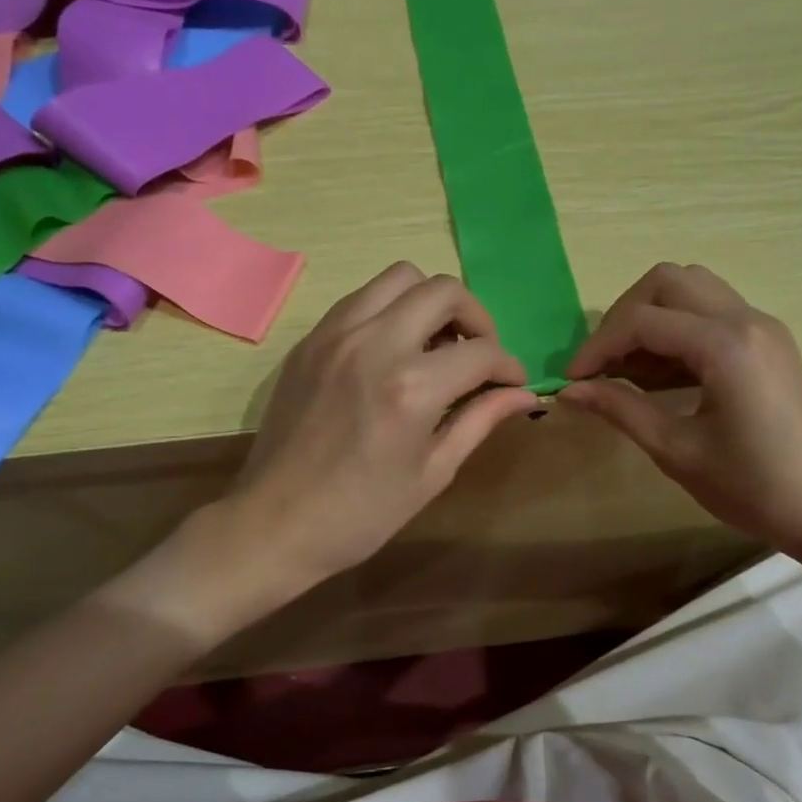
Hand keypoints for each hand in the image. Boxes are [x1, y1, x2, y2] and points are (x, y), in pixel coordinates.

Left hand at [222, 262, 536, 595]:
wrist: (276, 523)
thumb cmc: (362, 513)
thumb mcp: (432, 473)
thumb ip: (480, 421)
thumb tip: (525, 394)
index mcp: (411, 388)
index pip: (481, 351)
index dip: (508, 366)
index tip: (511, 383)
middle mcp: (374, 344)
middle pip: (444, 291)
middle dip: (476, 319)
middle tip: (477, 355)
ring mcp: (335, 335)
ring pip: (399, 278)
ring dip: (430, 302)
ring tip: (435, 345)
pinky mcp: (310, 340)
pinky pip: (361, 298)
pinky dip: (390, 310)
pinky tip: (393, 350)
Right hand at [559, 263, 801, 557]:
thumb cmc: (754, 488)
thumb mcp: (678, 452)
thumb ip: (621, 409)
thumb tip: (568, 391)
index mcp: (725, 345)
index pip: (642, 321)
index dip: (597, 346)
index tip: (572, 380)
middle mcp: (746, 319)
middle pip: (667, 281)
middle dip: (623, 316)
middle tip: (602, 364)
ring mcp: (763, 326)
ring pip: (692, 287)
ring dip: (651, 316)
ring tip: (629, 367)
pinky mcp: (769, 341)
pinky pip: (712, 310)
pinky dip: (678, 326)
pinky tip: (663, 372)